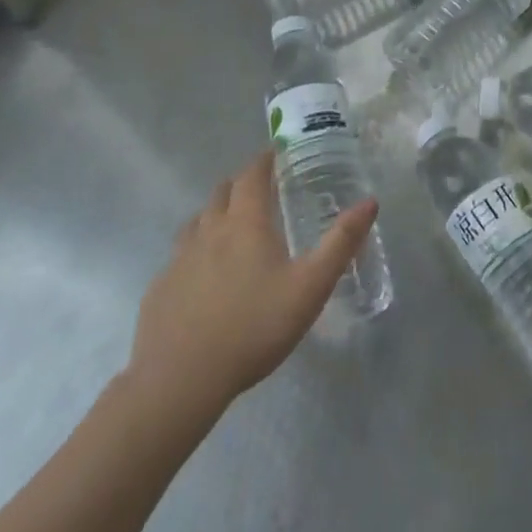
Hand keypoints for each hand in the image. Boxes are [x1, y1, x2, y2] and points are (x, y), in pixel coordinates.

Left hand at [123, 150, 376, 415]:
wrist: (180, 379)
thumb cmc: (254, 327)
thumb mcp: (310, 287)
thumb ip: (341, 243)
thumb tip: (370, 201)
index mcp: (245, 224)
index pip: (251, 176)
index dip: (263, 160)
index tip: (274, 153)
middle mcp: (208, 231)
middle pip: (221, 193)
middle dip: (240, 184)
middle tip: (258, 189)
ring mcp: (178, 259)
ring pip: (196, 222)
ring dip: (214, 214)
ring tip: (230, 227)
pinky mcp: (160, 288)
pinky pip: (178, 257)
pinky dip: (195, 251)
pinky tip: (202, 276)